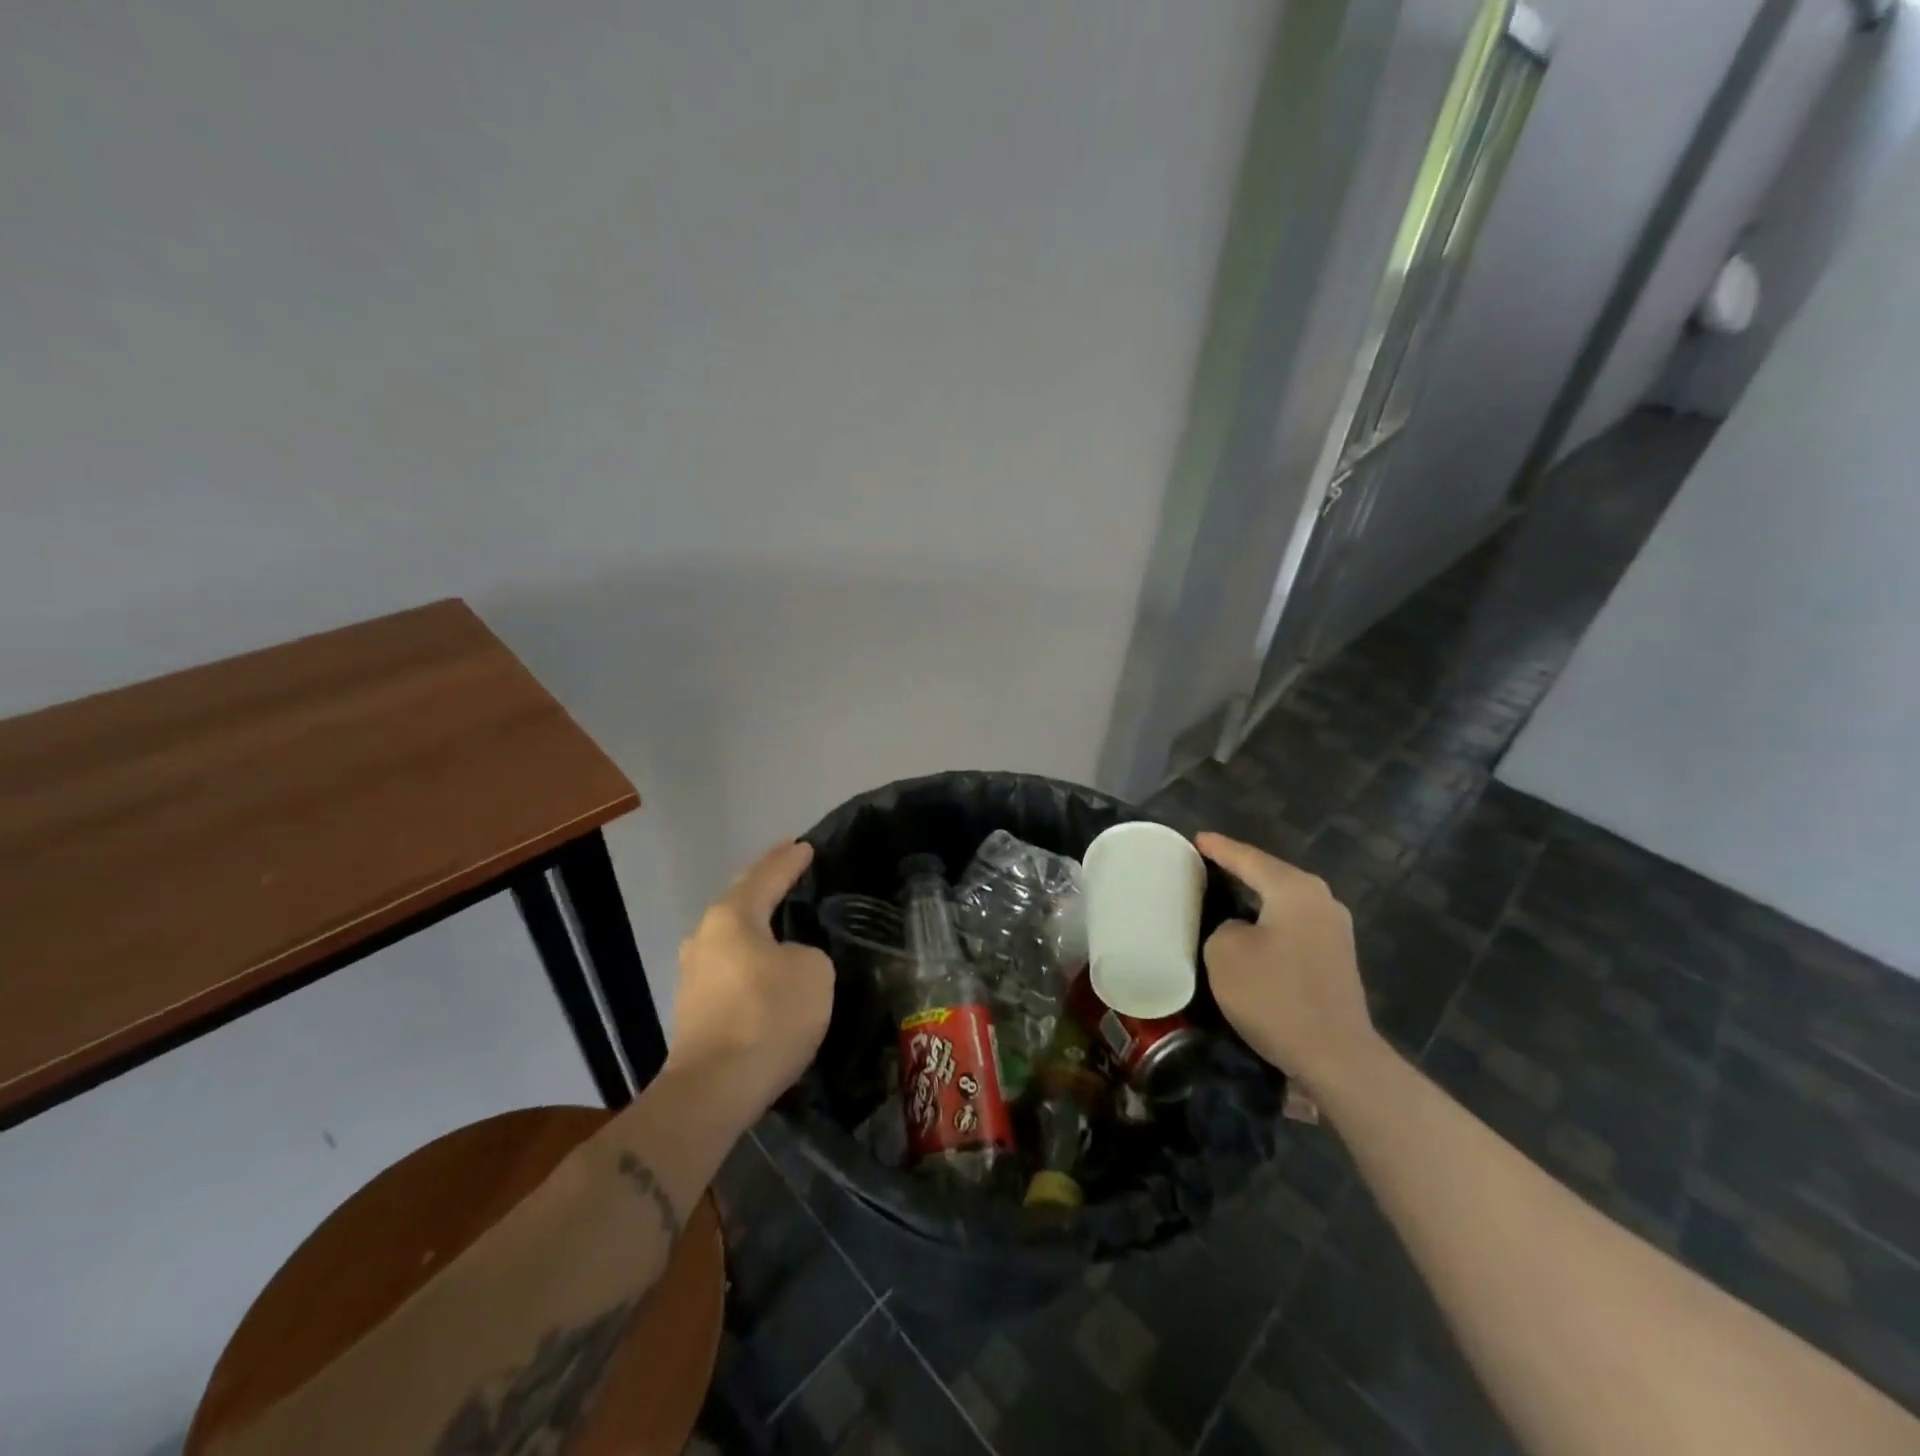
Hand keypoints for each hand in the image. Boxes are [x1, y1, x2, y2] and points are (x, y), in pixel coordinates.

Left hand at [666, 841, 834, 1119]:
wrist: (713, 1091)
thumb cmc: (767, 1017)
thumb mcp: (813, 972)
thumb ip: (807, 952)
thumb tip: (789, 961)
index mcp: (732, 917)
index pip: (766, 875)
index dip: (789, 860)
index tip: (806, 845)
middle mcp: (705, 937)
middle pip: (741, 901)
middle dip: (766, 885)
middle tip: (790, 871)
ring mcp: (693, 974)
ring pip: (732, 937)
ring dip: (756, 926)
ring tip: (782, 919)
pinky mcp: (694, 1009)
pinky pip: (730, 968)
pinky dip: (750, 959)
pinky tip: (766, 966)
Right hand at [1196, 832, 1380, 1098]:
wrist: (1336, 1057)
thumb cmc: (1274, 996)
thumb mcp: (1224, 952)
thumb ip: (1222, 926)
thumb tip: (1238, 929)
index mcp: (1295, 889)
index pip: (1248, 858)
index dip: (1218, 848)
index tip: (1195, 838)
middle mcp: (1321, 900)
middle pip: (1270, 875)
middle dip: (1239, 868)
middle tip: (1205, 864)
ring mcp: (1334, 929)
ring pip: (1283, 901)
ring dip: (1255, 897)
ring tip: (1223, 893)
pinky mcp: (1336, 958)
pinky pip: (1293, 925)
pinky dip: (1269, 921)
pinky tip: (1250, 929)